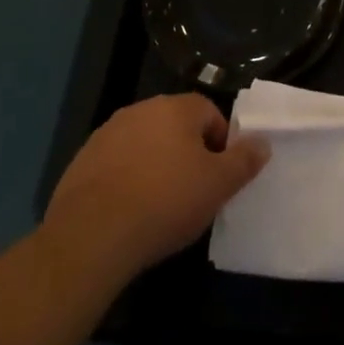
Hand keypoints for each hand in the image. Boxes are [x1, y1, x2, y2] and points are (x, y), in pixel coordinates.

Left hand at [42, 93, 268, 285]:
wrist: (91, 236)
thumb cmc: (165, 202)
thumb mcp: (218, 185)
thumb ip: (245, 160)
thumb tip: (263, 142)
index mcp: (176, 108)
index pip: (210, 113)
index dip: (220, 144)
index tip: (219, 177)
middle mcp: (141, 110)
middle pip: (175, 126)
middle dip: (187, 153)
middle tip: (193, 191)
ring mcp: (106, 134)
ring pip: (144, 144)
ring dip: (155, 165)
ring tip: (159, 205)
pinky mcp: (81, 162)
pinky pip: (116, 165)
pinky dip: (126, 180)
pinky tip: (128, 212)